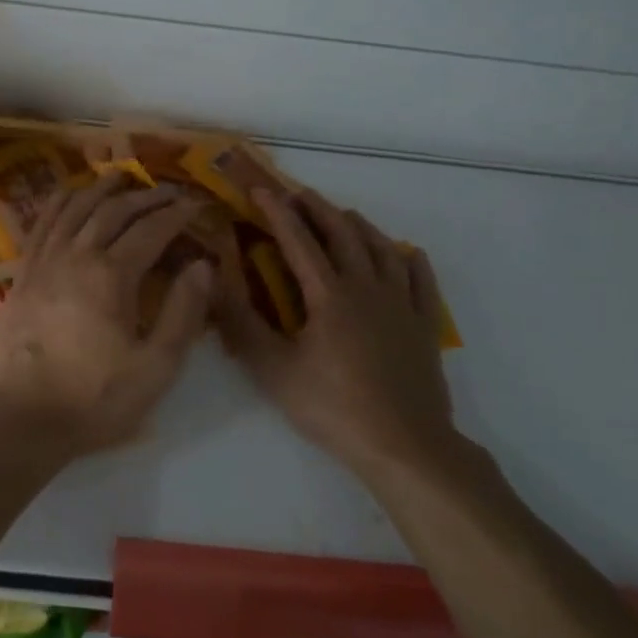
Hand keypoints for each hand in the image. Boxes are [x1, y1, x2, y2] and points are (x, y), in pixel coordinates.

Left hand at [0, 175, 214, 458]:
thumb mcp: (155, 367)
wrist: (23, 418)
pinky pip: (42, 223)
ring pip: (75, 208)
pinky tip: (68, 194)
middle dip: (145, 196)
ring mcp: (44, 260)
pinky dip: (59, 202)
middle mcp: (76, 255)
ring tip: (121, 177)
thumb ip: (183, 313)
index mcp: (111, 275)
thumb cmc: (95, 398)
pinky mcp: (23, 272)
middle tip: (168, 191)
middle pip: (114, 211)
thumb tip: (203, 265)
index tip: (195, 205)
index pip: (151, 230)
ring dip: (101, 189)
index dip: (176, 214)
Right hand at [218, 186, 457, 477]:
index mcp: (329, 294)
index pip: (298, 240)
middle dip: (318, 209)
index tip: (260, 189)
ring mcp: (401, 305)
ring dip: (360, 226)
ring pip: (382, 249)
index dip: (277, 212)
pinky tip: (406, 252)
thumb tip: (214, 281)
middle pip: (343, 234)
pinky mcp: (424, 327)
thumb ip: (241, 323)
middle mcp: (367, 288)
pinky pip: (421, 281)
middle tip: (299, 194)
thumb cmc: (333, 407)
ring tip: (344, 215)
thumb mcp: (274, 370)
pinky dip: (410, 259)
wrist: (405, 447)